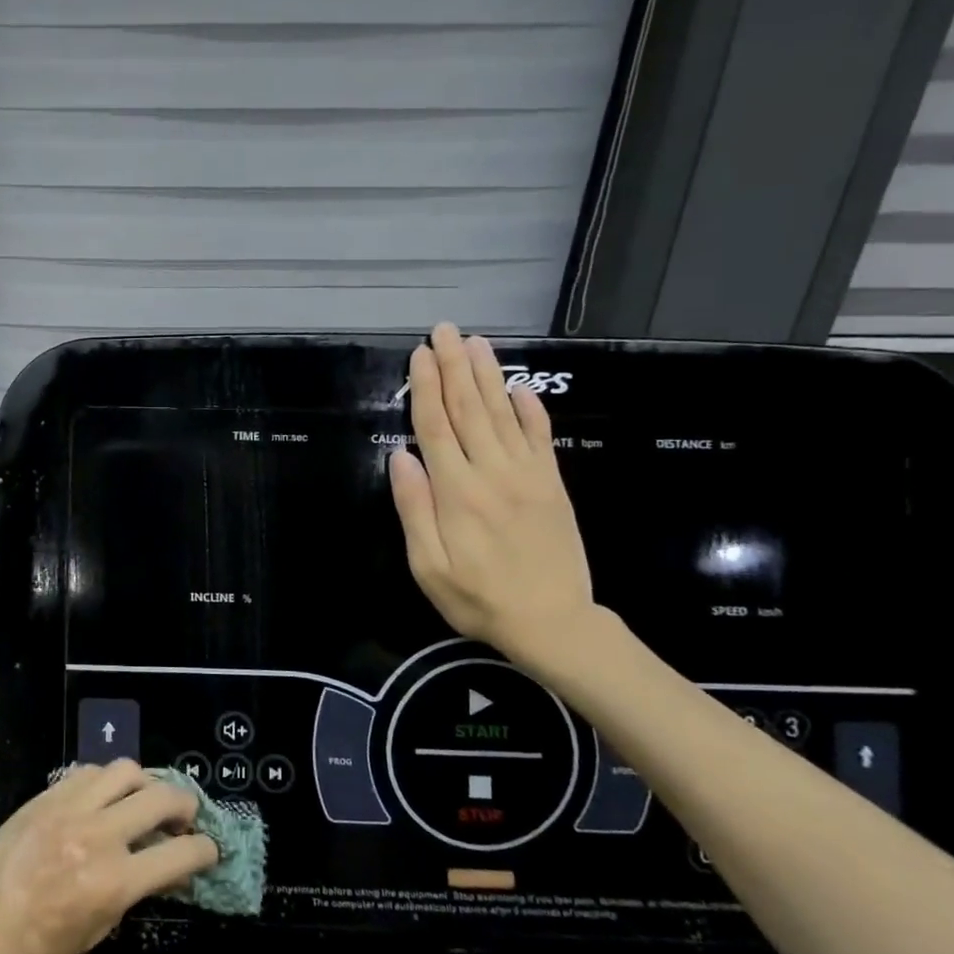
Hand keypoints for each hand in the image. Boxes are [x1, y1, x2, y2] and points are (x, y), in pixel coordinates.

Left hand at [0, 761, 216, 953]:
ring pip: (126, 770)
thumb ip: (133, 891)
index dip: (204, 850)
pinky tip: (104, 797)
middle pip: (161, 797)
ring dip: (145, 783)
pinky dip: (107, 780)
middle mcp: (99, 835)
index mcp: (114, 881)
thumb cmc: (37, 947)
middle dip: (185, 804)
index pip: (179, 854)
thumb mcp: (97, 931)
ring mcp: (71, 808)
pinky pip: (90, 771)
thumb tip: (163, 865)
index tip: (208, 849)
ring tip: (143, 799)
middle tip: (184, 816)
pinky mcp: (48, 794)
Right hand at [388, 323, 595, 666]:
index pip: (436, 426)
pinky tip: (519, 387)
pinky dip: (529, 408)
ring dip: (487, 375)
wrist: (553, 622)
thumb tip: (400, 456)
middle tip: (444, 330)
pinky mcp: (551, 484)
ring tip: (476, 341)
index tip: (419, 354)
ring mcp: (527, 475)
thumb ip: (414, 508)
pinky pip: (540, 437)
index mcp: (457, 492)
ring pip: (502, 414)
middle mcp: (492, 472)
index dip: (425, 387)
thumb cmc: (478, 598)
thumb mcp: (428, 565)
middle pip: (469, 408)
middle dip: (454, 366)